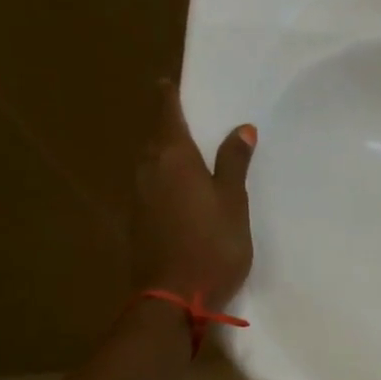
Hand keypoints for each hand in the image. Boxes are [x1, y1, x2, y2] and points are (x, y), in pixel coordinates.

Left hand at [130, 80, 256, 306]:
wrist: (174, 297)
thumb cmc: (212, 245)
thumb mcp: (234, 202)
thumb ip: (234, 163)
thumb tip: (241, 128)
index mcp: (172, 158)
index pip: (166, 113)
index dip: (169, 96)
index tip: (171, 82)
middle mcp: (148, 169)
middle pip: (156, 137)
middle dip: (170, 125)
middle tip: (191, 119)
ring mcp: (139, 196)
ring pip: (152, 163)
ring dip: (168, 154)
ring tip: (191, 154)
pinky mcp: (139, 221)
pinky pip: (152, 186)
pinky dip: (166, 179)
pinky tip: (183, 191)